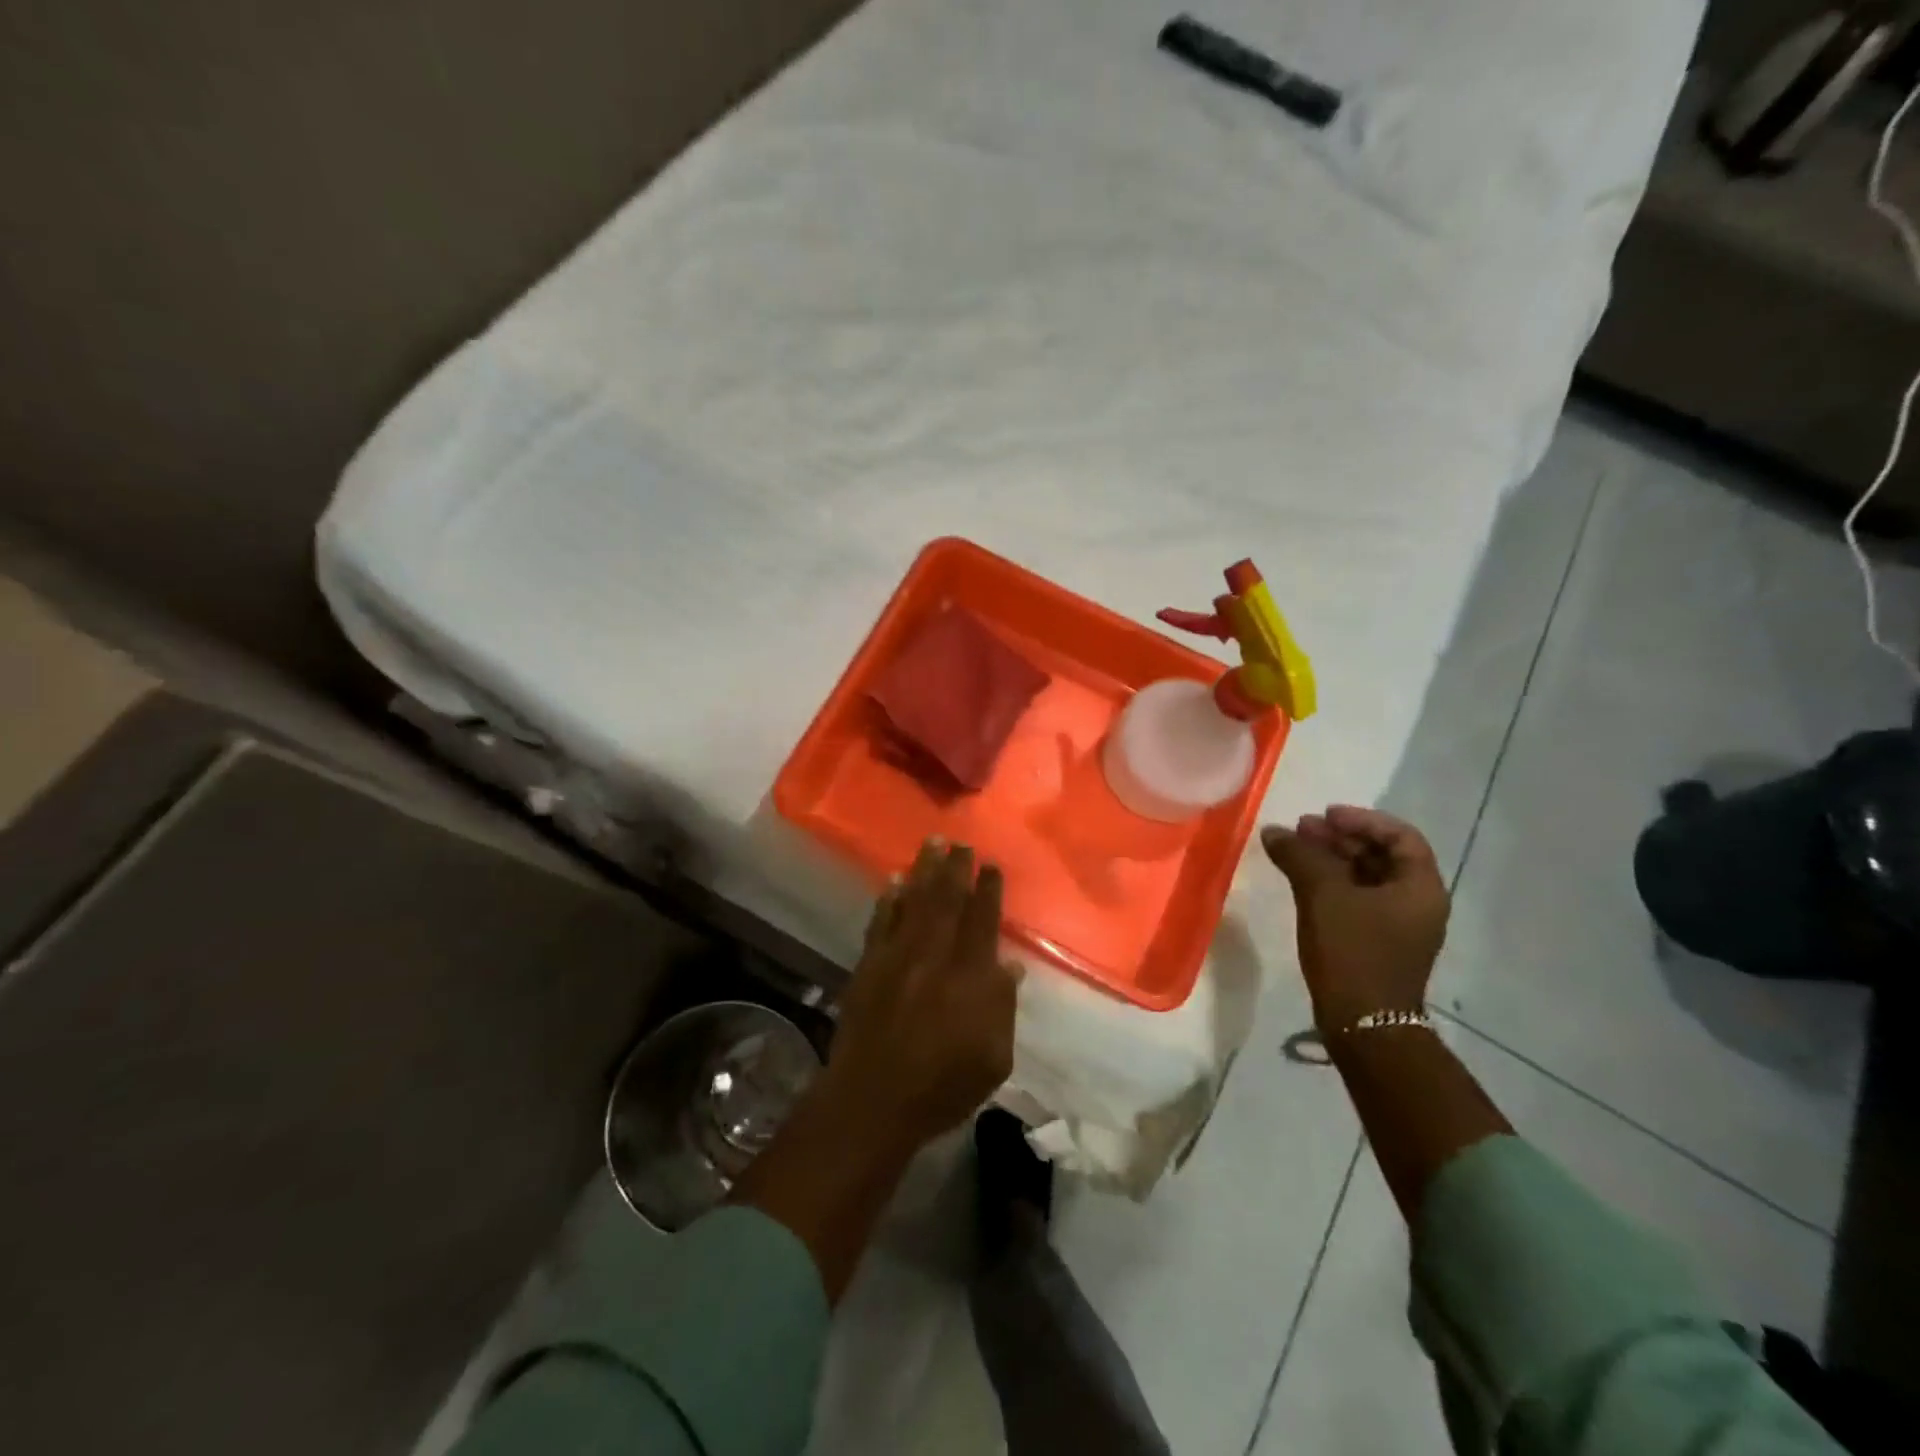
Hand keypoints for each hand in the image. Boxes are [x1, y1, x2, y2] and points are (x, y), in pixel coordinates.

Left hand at [825, 838, 1019, 1149]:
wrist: (873, 1101)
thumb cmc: (942, 1087)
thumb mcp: (993, 1059)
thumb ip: (1003, 1008)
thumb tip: (1011, 968)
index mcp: (969, 977)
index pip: (982, 921)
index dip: (987, 890)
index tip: (990, 865)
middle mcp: (934, 956)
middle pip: (947, 901)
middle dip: (955, 868)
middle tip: (960, 842)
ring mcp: (897, 957)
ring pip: (914, 902)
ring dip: (924, 870)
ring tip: (932, 843)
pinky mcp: (868, 966)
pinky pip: (880, 922)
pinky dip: (889, 899)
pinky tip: (894, 882)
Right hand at [1261, 805, 1448, 1033]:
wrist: (1363, 1024)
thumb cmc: (1352, 951)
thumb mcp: (1323, 895)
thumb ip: (1299, 856)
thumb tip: (1274, 831)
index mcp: (1420, 887)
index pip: (1399, 836)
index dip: (1362, 820)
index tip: (1325, 815)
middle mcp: (1417, 902)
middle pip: (1381, 855)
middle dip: (1340, 838)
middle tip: (1301, 829)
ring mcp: (1398, 925)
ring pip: (1366, 878)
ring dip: (1332, 860)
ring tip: (1294, 850)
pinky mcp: (1378, 942)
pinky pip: (1357, 900)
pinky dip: (1332, 884)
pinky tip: (1301, 881)